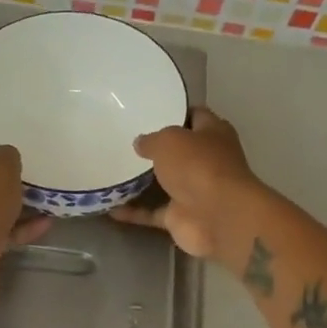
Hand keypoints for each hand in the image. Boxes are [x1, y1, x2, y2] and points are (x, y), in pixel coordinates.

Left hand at [0, 140, 48, 299]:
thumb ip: (8, 156)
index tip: (4, 131)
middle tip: (32, 161)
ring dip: (17, 201)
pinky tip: (48, 222)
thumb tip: (7, 155)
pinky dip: (23, 226)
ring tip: (47, 193)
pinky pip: (4, 228)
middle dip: (4, 171)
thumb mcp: (2, 168)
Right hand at [111, 108, 261, 258]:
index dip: (174, 111)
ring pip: (164, 183)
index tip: (148, 110)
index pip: (195, 115)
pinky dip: (133, 212)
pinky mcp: (181, 217)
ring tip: (111, 170)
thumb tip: (140, 143)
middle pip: (178, 151)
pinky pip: (151, 212)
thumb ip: (151, 139)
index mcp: (213, 133)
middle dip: (155, 148)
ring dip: (141, 181)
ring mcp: (194, 191)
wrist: (218, 217)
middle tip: (122, 140)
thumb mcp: (169, 140)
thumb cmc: (198, 166)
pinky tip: (108, 207)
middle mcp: (206, 161)